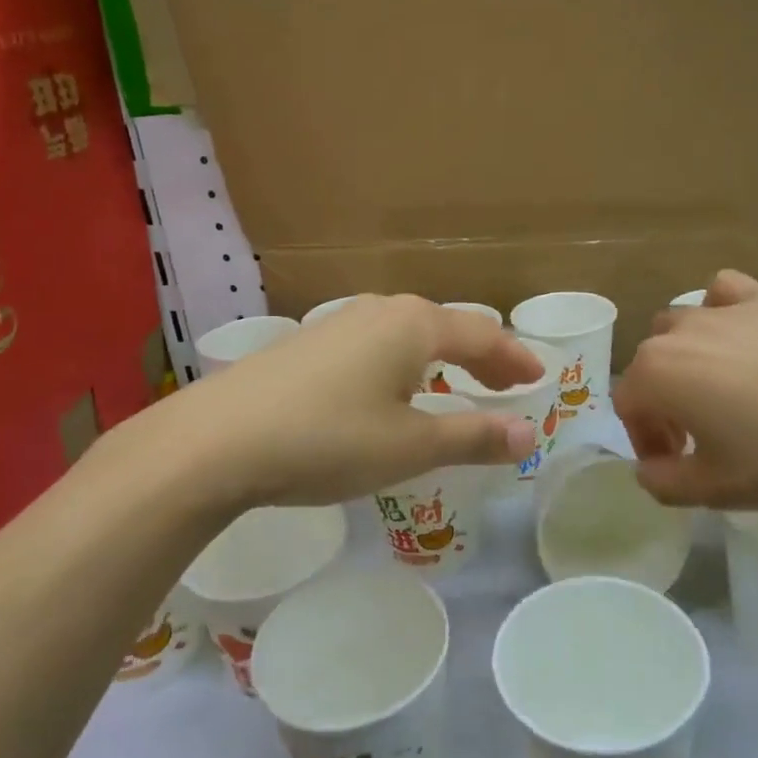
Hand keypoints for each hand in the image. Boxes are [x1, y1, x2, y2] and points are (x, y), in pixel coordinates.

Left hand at [135, 295, 543, 509]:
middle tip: (505, 383)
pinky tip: (391, 388)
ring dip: (441, 358)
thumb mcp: (410, 446)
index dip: (514, 358)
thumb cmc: (329, 439)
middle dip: (481, 356)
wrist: (218, 439)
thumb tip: (528, 434)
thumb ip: (472, 436)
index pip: (483, 334)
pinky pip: (377, 345)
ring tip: (455, 384)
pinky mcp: (309, 342)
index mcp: (415, 325)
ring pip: (409, 334)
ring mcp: (339, 322)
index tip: (538, 378)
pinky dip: (404, 363)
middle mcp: (381, 311)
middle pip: (447, 327)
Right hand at [612, 270, 757, 509]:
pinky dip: (722, 311)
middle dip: (663, 401)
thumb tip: (648, 469)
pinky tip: (743, 335)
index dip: (646, 440)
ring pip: (679, 326)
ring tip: (720, 387)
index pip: (628, 407)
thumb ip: (662, 483)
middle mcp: (676, 332)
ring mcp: (721, 310)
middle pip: (649, 365)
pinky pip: (724, 293)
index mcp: (655, 375)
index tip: (677, 463)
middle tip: (699, 435)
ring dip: (685, 357)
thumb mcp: (714, 490)